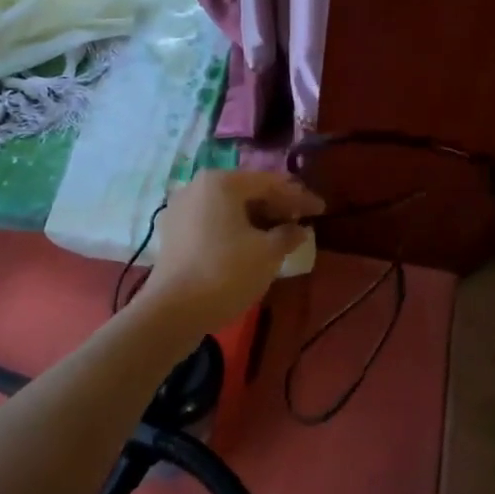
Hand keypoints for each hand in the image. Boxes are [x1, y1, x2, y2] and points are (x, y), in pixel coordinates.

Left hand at [139, 169, 323, 330]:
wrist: (173, 311)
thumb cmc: (226, 273)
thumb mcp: (267, 253)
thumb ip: (288, 235)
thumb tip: (299, 229)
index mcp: (221, 182)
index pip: (270, 183)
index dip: (299, 196)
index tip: (321, 209)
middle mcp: (198, 186)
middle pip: (247, 191)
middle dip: (276, 205)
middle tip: (302, 220)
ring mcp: (181, 208)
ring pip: (229, 207)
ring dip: (256, 218)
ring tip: (280, 233)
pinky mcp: (173, 232)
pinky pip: (213, 221)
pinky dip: (235, 228)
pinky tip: (251, 244)